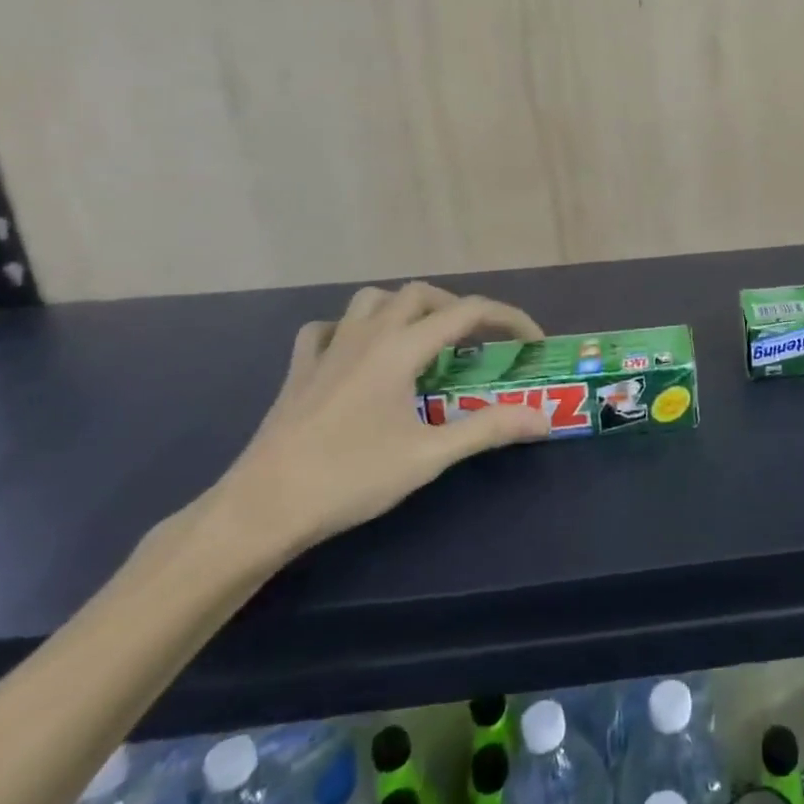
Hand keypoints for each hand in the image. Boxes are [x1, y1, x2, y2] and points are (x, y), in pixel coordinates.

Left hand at [211, 283, 549, 557]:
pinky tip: (358, 353)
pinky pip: (328, 328)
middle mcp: (366, 335)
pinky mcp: (300, 370)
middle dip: (458, 309)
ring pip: (372, 300)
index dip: (509, 318)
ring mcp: (328, 349)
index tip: (531, 343)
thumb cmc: (349, 478)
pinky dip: (352, 328)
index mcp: (400, 348)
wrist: (261, 508)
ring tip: (424, 341)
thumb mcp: (429, 456)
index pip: (468, 311)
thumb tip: (542, 417)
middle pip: (421, 294)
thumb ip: (488, 429)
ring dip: (406, 309)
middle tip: (477, 343)